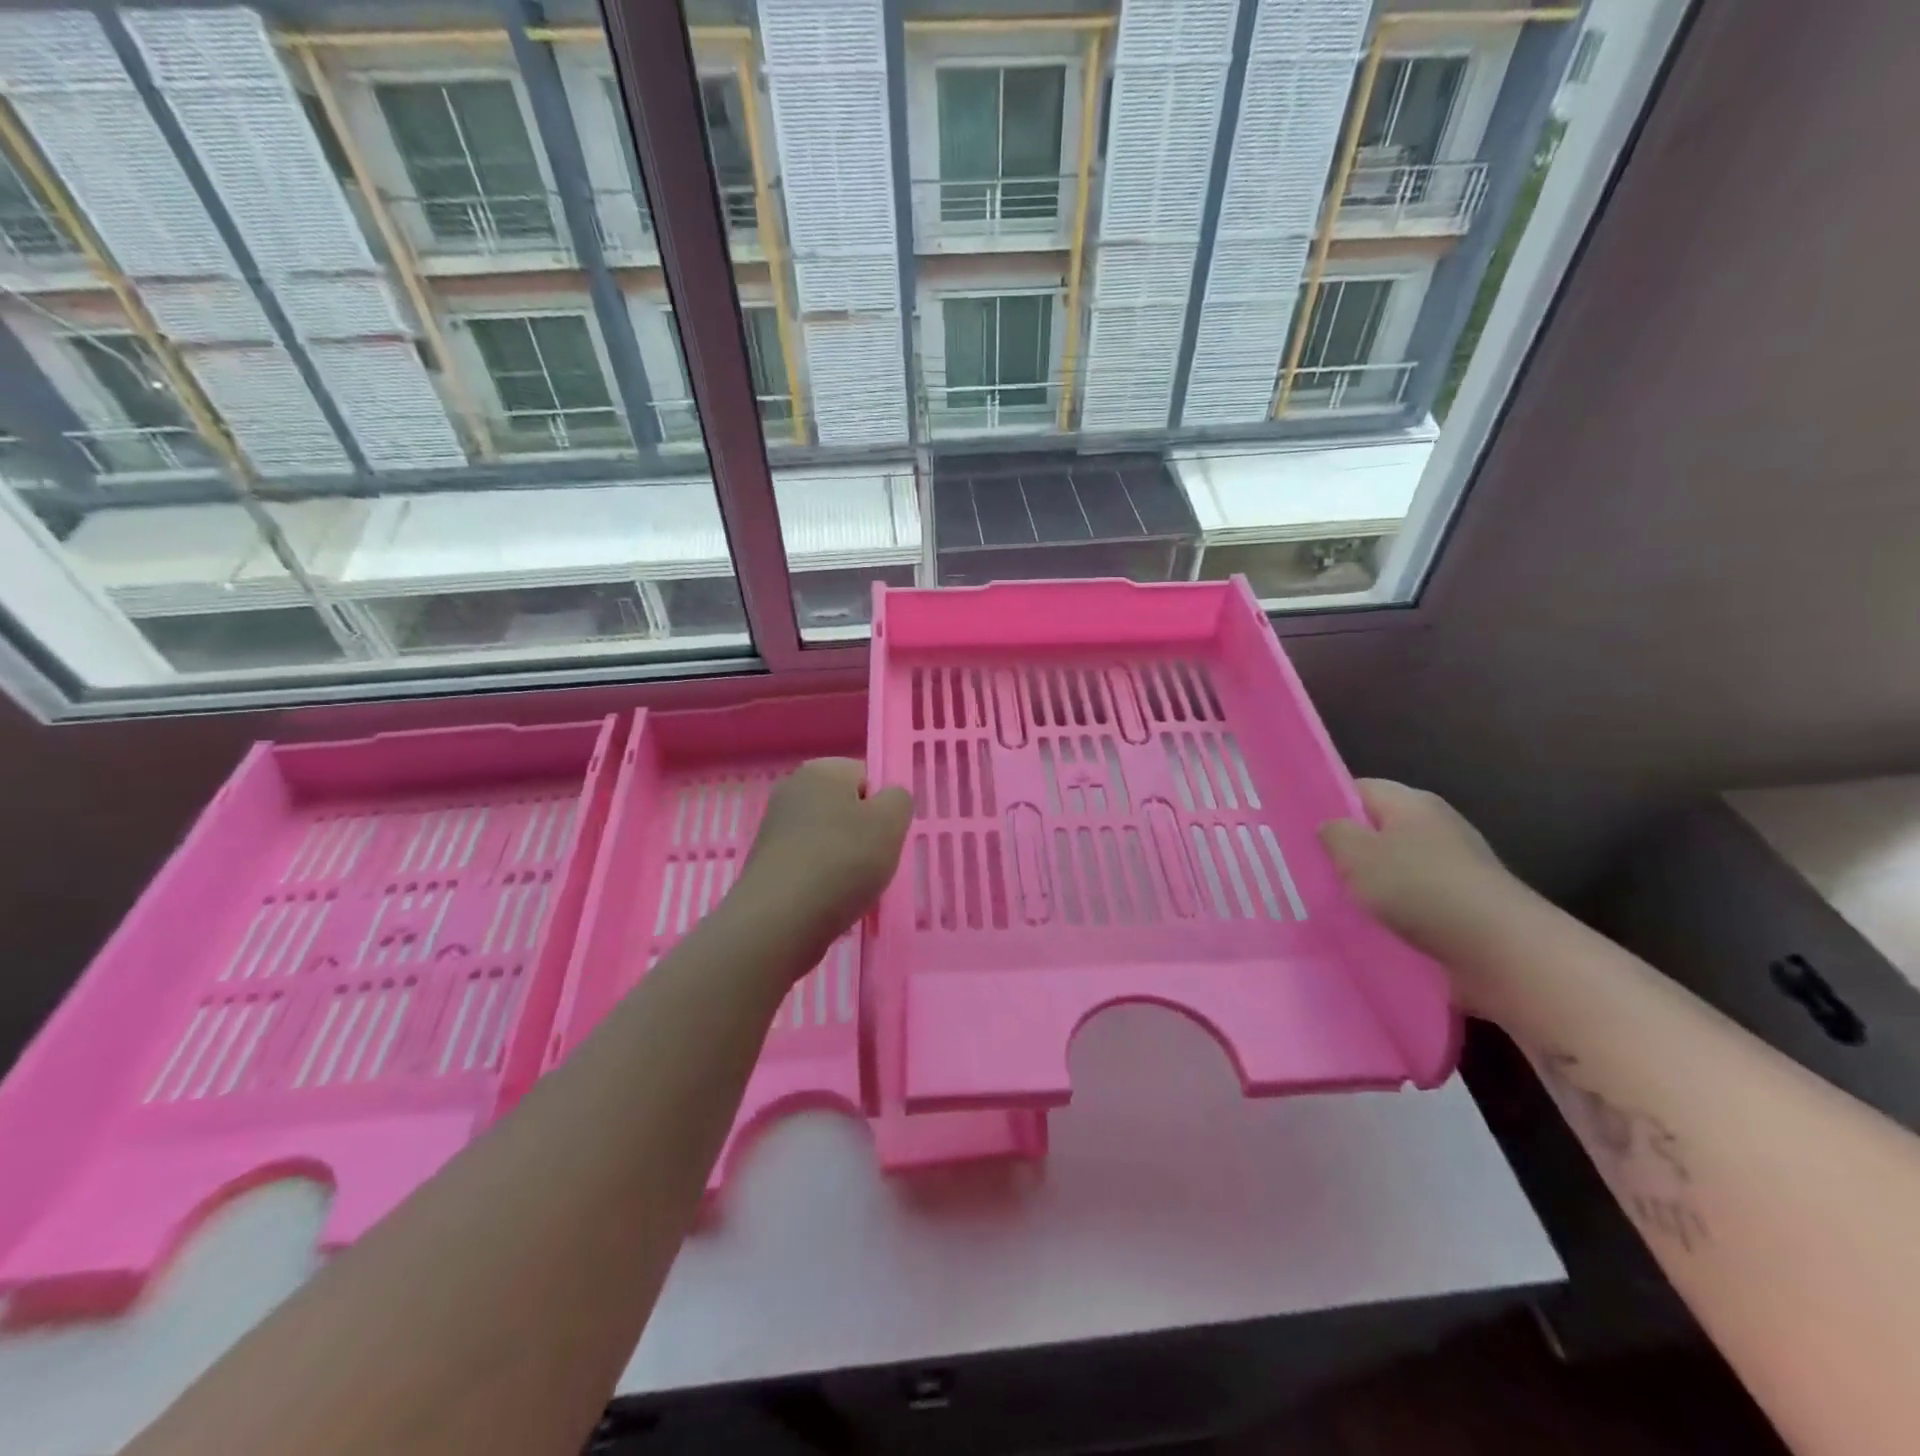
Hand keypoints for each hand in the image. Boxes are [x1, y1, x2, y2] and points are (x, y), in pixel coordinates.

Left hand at [736, 758, 912, 963]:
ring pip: (829, 839)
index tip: (883, 836)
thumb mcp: (891, 822)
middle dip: (862, 834)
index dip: (881, 807)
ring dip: (844, 860)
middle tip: (872, 863)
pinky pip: (809, 864)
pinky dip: (822, 880)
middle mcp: (792, 789)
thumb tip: (886, 801)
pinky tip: (828, 901)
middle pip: (846, 808)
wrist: (780, 920)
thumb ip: (899, 800)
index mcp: (821, 770)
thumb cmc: (842, 861)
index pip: (866, 777)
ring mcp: (775, 827)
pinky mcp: (767, 863)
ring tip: (850, 888)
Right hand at [1319, 780, 1527, 996]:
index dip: (1327, 805)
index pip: (1359, 789)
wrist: (1501, 951)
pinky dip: (1393, 912)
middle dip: (1346, 850)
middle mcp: (1435, 827)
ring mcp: (1453, 867)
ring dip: (1369, 886)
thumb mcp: (1357, 854)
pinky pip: (1413, 901)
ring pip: (1394, 868)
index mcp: (1411, 802)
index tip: (1297, 831)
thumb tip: (1331, 827)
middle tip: (1309, 870)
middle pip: (1377, 830)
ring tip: (1334, 904)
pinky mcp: (1462, 906)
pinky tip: (1372, 928)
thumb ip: (1334, 834)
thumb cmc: (1420, 888)